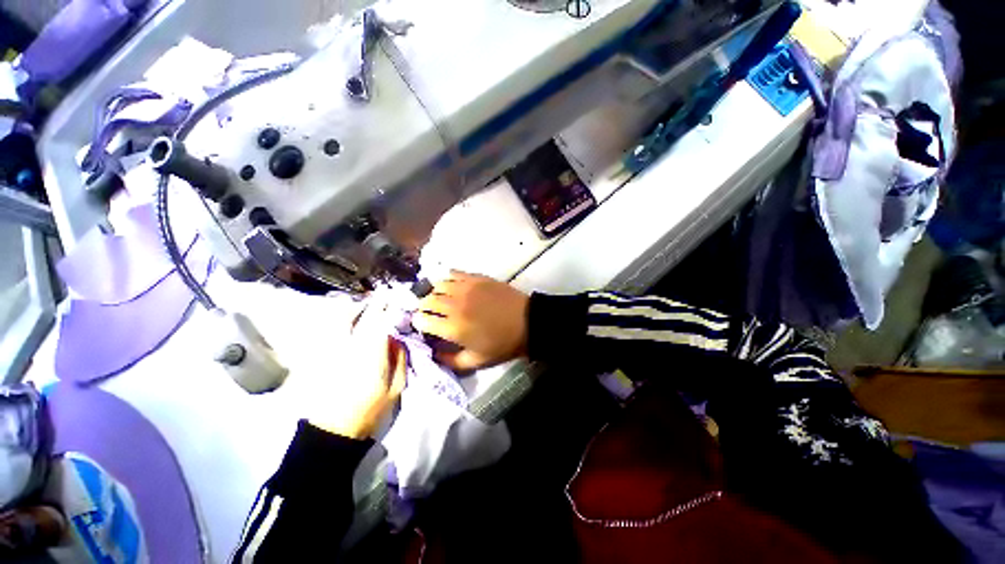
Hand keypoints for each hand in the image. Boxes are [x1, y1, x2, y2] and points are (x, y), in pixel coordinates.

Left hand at [306, 301, 407, 438]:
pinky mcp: (319, 356)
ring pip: (339, 319)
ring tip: (364, 307)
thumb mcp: (396, 387)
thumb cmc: (370, 410)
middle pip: (359, 315)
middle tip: (381, 298)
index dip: (390, 307)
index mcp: (371, 352)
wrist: (332, 432)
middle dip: (372, 303)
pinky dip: (339, 321)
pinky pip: (328, 330)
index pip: (381, 321)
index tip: (397, 299)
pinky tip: (346, 322)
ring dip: (354, 309)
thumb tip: (397, 338)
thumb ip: (400, 358)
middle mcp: (349, 345)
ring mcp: (331, 349)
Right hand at [413, 271, 528, 370]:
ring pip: (437, 284)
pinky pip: (454, 273)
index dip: (418, 322)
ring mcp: (465, 288)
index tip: (423, 325)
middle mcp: (454, 305)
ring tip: (441, 298)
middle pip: (426, 300)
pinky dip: (448, 279)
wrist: (527, 322)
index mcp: (453, 327)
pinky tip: (453, 286)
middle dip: (423, 307)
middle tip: (430, 312)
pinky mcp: (476, 278)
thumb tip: (433, 353)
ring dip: (434, 292)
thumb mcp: (476, 361)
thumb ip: (450, 361)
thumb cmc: (502, 344)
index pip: (422, 320)